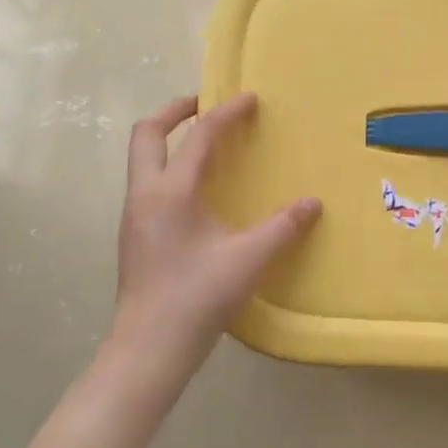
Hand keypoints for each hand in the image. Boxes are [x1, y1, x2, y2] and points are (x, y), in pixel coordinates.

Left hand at [108, 93, 320, 381]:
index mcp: (170, 192)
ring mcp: (134, 216)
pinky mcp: (135, 236)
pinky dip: (169, 167)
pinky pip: (148, 183)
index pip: (198, 136)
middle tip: (205, 104)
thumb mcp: (249, 259)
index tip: (249, 98)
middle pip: (146, 134)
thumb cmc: (198, 297)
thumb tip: (313, 203)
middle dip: (175, 111)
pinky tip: (197, 191)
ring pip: (142, 159)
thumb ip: (283, 227)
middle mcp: (144, 195)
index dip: (225, 113)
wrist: (149, 348)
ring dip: (170, 141)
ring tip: (204, 144)